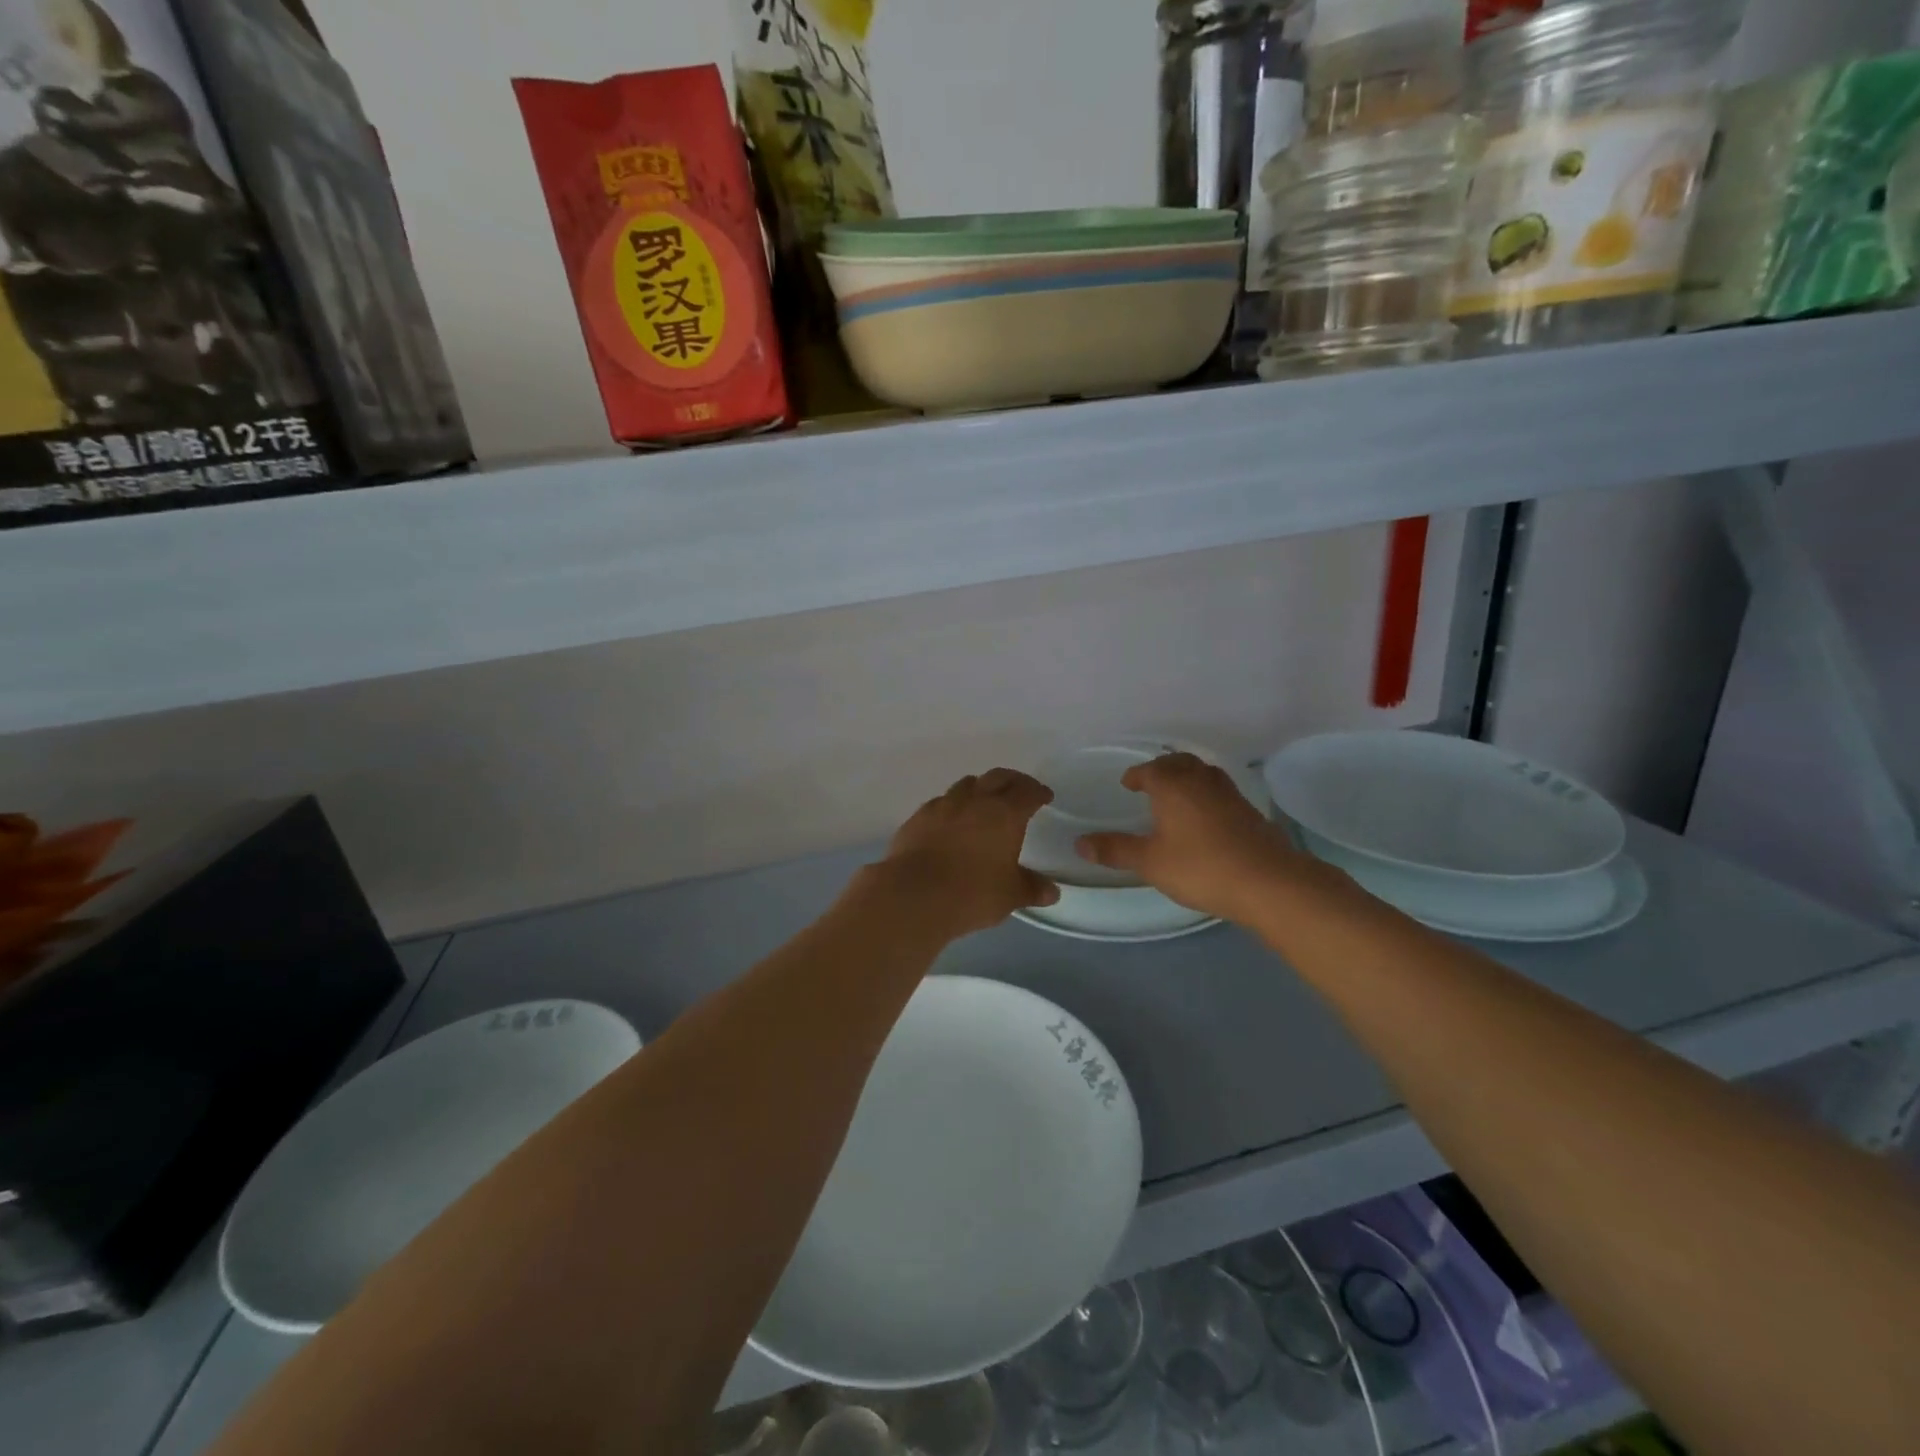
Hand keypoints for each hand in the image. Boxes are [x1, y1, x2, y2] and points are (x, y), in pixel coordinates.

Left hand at [873, 768, 1060, 940]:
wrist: (914, 894)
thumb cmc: (972, 892)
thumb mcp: (1010, 895)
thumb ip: (1032, 889)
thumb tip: (1052, 892)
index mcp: (1005, 813)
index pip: (1027, 792)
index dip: (1038, 791)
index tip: (1044, 796)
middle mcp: (975, 800)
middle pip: (998, 777)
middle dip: (1012, 780)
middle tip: (1019, 790)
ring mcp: (943, 805)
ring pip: (966, 784)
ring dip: (980, 788)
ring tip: (984, 801)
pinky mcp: (919, 817)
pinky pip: (941, 802)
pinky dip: (953, 805)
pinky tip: (952, 820)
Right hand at [1075, 753, 1308, 924]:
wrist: (1267, 882)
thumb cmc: (1200, 867)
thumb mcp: (1150, 862)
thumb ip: (1115, 850)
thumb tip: (1080, 843)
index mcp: (1173, 786)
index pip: (1150, 769)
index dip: (1137, 775)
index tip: (1129, 783)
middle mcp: (1201, 781)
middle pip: (1180, 763)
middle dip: (1163, 768)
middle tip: (1151, 781)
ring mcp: (1229, 794)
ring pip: (1204, 774)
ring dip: (1188, 777)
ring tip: (1178, 793)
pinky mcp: (1249, 812)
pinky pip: (1220, 791)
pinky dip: (1206, 794)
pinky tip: (1205, 816)